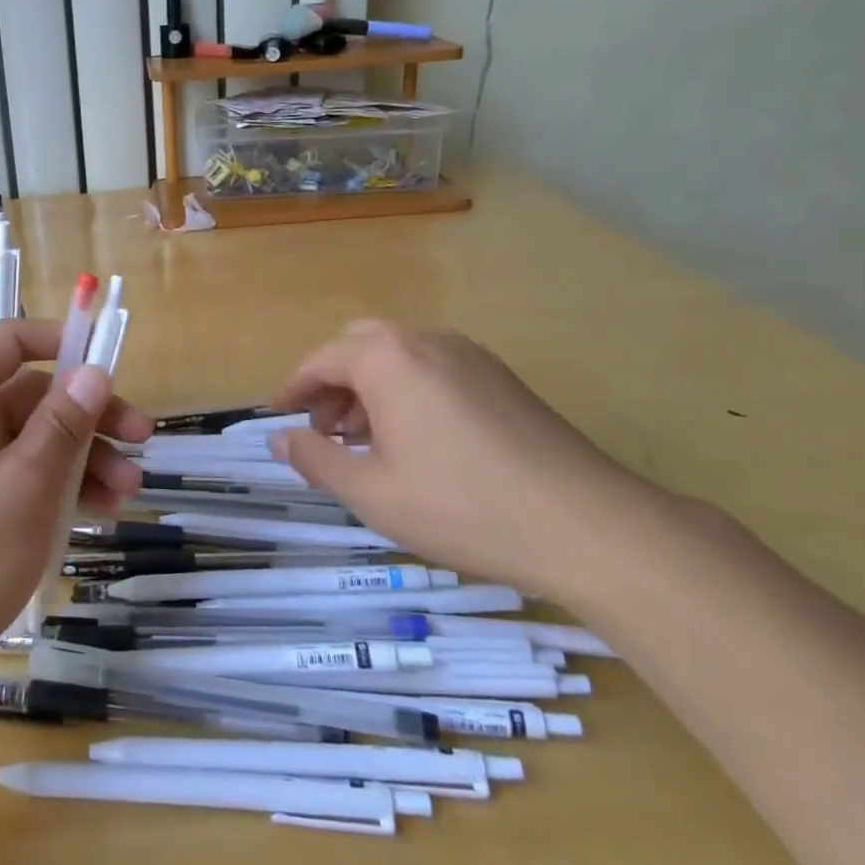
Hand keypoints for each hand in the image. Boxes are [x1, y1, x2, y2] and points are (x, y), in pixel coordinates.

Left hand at [0, 319, 149, 689]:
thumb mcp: (26, 482)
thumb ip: (64, 422)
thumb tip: (94, 371)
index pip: (11, 342)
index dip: (61, 341)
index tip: (110, 363)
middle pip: (33, 397)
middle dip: (89, 417)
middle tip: (142, 440)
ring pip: (34, 444)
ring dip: (84, 459)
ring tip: (129, 492)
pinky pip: (22, 482)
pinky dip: (60, 491)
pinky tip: (100, 515)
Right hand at [270, 321, 662, 599]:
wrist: (586, 524)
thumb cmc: (461, 506)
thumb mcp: (372, 492)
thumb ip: (316, 459)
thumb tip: (278, 439)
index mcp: (386, 358)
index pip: (321, 360)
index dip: (293, 389)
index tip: (278, 418)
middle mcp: (424, 340)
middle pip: (358, 346)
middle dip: (331, 384)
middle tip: (323, 430)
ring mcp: (468, 354)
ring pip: (398, 355)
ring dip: (368, 386)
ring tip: (365, 440)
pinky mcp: (499, 376)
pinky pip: (433, 367)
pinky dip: (406, 390)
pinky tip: (416, 439)